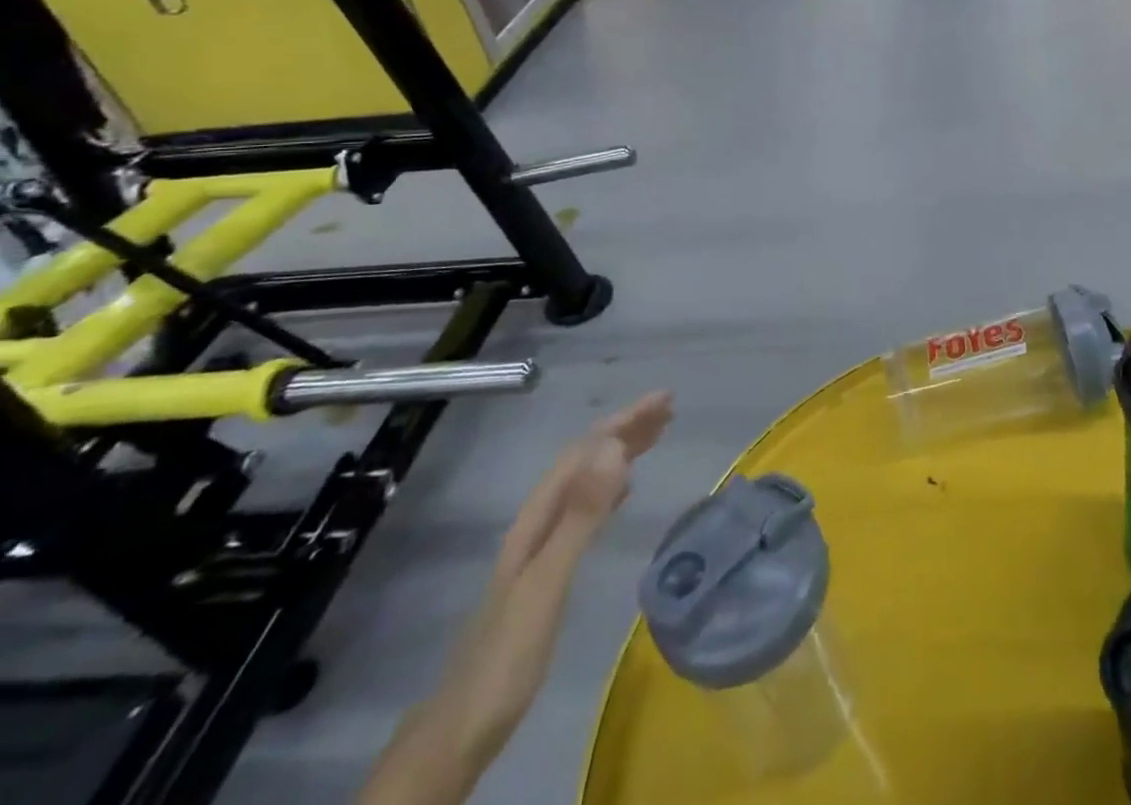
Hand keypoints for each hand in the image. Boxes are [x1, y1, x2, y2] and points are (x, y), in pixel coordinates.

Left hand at [361, 392, 675, 804]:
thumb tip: (614, 448)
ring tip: (657, 434)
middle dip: (626, 428)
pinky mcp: (551, 568)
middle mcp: (538, 522)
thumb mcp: (548, 581)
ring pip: (587, 481)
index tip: (663, 401)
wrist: (461, 728)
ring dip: (621, 452)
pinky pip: (588, 506)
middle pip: (585, 460)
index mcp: (537, 517)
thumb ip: (580, 516)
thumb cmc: (507, 653)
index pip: (585, 451)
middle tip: (669, 408)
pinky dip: (612, 485)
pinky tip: (625, 488)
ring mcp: (542, 546)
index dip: (624, 422)